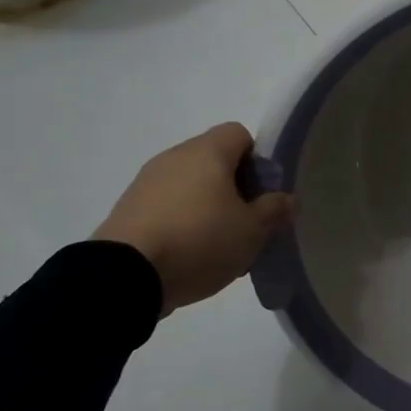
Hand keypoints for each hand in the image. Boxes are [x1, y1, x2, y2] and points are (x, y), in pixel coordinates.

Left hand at [93, 123, 293, 314]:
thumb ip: (274, 210)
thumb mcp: (252, 231)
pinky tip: (186, 255)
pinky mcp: (126, 209)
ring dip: (206, 207)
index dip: (257, 160)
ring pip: (189, 185)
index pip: (239, 134)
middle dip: (234, 188)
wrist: (124, 276)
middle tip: (245, 223)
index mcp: (207, 152)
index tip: (262, 194)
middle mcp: (174, 156)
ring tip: (216, 246)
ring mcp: (146, 182)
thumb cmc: (199, 241)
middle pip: (214, 160)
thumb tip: (286, 198)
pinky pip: (166, 206)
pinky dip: (180, 222)